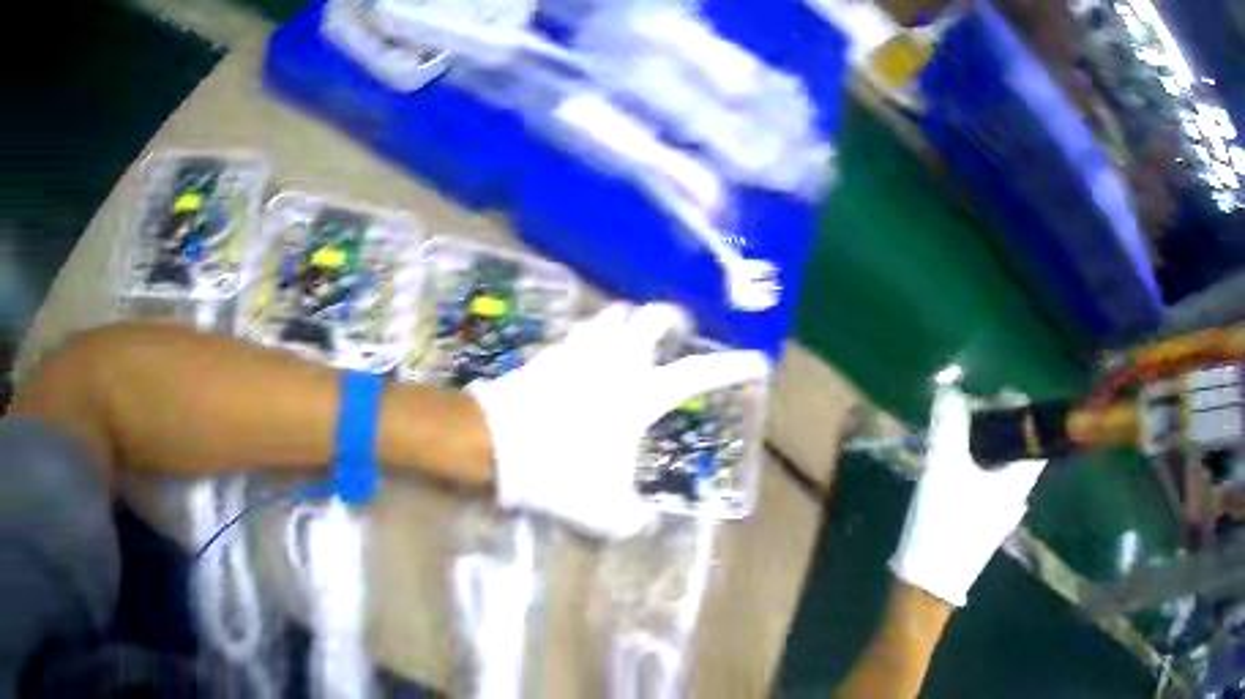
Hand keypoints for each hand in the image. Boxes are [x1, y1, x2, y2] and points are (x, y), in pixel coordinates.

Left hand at [468, 303, 769, 537]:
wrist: (493, 443)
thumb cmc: (558, 469)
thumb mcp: (604, 511)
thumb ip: (634, 519)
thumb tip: (645, 521)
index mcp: (640, 393)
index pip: (698, 373)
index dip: (731, 366)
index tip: (755, 360)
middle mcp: (616, 361)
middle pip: (651, 316)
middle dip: (670, 317)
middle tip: (676, 329)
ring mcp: (578, 350)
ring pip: (611, 314)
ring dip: (625, 322)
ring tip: (628, 338)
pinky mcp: (548, 352)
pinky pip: (577, 332)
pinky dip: (589, 336)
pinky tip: (584, 354)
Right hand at [890, 388, 1046, 606]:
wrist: (928, 585)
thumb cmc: (944, 524)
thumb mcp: (944, 468)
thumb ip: (948, 425)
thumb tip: (950, 389)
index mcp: (1020, 476)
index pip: (1034, 428)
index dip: (1015, 404)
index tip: (987, 394)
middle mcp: (1019, 493)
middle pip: (1017, 445)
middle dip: (993, 423)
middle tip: (964, 414)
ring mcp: (1003, 511)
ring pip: (1002, 464)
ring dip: (983, 446)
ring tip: (955, 438)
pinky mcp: (986, 523)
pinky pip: (990, 482)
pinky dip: (977, 466)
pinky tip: (952, 470)